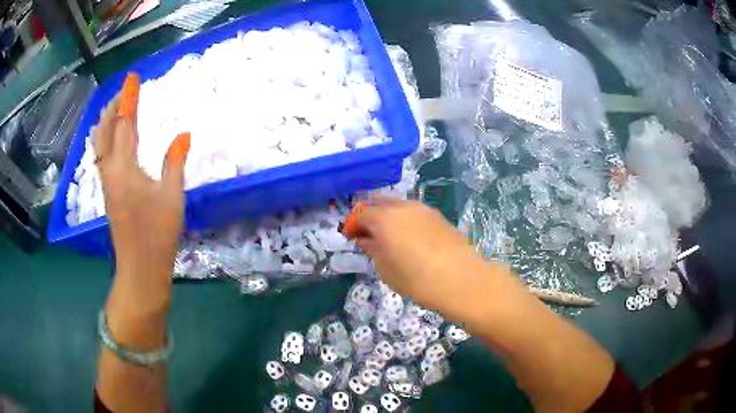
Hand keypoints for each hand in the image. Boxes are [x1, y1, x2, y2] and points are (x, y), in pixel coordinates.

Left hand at [94, 73, 189, 314]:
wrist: (140, 267)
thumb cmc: (157, 233)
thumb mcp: (172, 196)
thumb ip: (175, 162)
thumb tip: (183, 134)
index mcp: (125, 168)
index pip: (124, 124)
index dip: (128, 99)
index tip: (132, 79)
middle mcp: (110, 172)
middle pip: (104, 132)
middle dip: (111, 108)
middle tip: (122, 92)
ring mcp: (107, 183)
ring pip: (100, 145)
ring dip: (106, 123)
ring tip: (116, 110)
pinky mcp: (108, 193)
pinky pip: (102, 157)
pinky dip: (106, 139)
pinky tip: (114, 140)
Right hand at [353, 198, 511, 323]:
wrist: (462, 279)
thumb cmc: (417, 279)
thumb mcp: (386, 269)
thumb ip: (373, 249)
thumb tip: (367, 240)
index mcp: (385, 218)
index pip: (361, 213)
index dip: (352, 224)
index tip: (351, 238)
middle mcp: (403, 206)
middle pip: (379, 203)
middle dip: (369, 216)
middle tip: (367, 235)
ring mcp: (423, 209)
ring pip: (398, 205)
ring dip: (387, 217)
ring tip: (389, 238)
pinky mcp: (438, 216)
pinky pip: (413, 212)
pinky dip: (404, 219)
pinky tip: (409, 238)